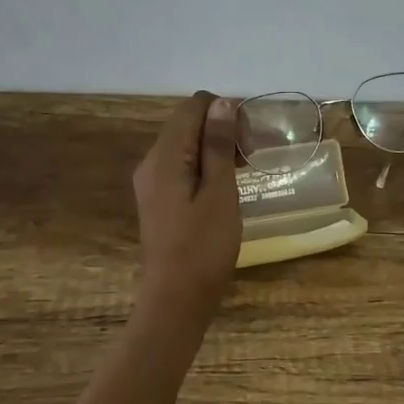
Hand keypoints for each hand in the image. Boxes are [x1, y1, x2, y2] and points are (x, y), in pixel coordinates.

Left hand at [131, 91, 241, 335]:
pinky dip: (205, 167)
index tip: (250, 132)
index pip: (191, 107)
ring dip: (215, 148)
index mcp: (164, 156)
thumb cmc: (203, 247)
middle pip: (186, 124)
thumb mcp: (219, 193)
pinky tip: (226, 186)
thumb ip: (218, 145)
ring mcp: (152, 183)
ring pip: (184, 146)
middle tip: (252, 152)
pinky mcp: (159, 201)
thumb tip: (221, 103)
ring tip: (245, 168)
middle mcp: (151, 163)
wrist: (176, 301)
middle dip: (220, 128)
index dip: (223, 110)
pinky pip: (181, 168)